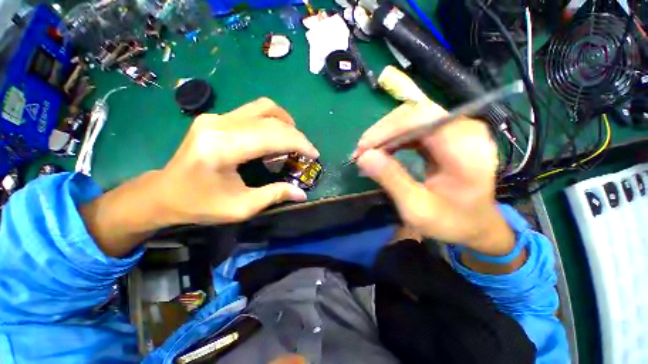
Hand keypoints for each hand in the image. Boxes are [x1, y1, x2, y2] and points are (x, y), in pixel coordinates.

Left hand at [81, 98, 317, 256]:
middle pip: (270, 117)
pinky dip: (271, 122)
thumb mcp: (241, 207)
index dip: (299, 143)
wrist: (163, 193)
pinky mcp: (215, 118)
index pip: (272, 135)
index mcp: (223, 148)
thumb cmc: (200, 205)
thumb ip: (274, 195)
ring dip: (284, 121)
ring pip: (262, 107)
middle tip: (306, 150)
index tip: (314, 154)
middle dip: (295, 134)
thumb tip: (302, 193)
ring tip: (293, 140)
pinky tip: (275, 137)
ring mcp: (215, 117)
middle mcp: (219, 124)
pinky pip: (252, 112)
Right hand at [354, 102, 513, 255]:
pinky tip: (382, 150)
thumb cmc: (450, 222)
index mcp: (466, 149)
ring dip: (385, 134)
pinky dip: (393, 137)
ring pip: (412, 117)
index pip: (421, 119)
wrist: (475, 224)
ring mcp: (457, 128)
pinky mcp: (447, 133)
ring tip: (367, 152)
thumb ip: (391, 180)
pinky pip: (414, 126)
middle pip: (415, 113)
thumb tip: (364, 157)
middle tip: (361, 152)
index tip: (362, 149)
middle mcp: (465, 129)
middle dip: (382, 131)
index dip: (387, 130)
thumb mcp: (417, 208)